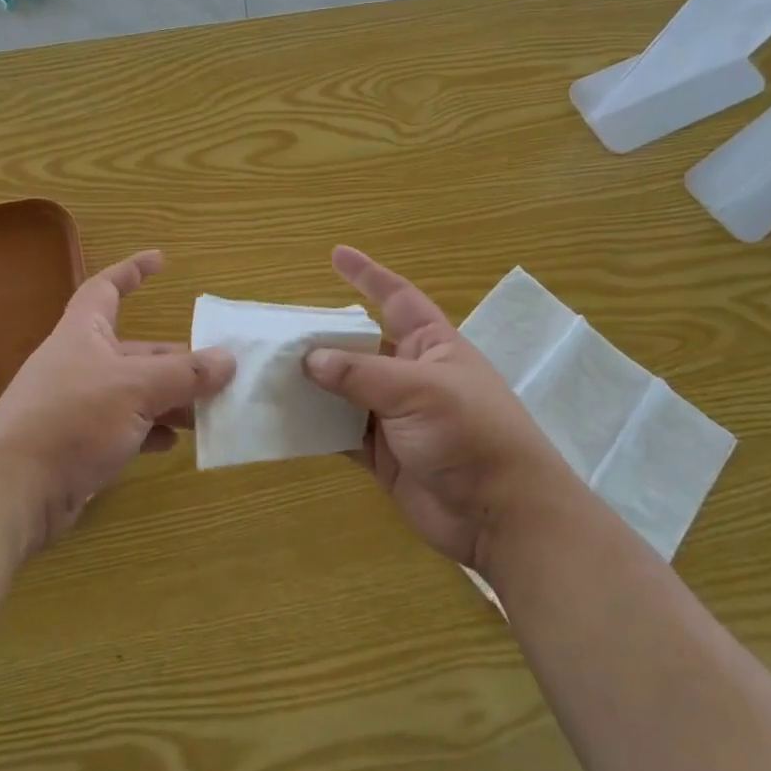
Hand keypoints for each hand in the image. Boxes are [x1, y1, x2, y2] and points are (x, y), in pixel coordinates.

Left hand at [0, 250, 233, 551]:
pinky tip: (173, 443)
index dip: (132, 270)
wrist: (13, 491)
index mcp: (85, 333)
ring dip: (170, 400)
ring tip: (207, 411)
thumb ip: (185, 374)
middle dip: (176, 360)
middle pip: (136, 350)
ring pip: (135, 392)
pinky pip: (125, 428)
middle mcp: (81, 363)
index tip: (162, 260)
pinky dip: (150, 431)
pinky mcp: (80, 443)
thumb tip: (229, 359)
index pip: (107, 288)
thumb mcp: (136, 389)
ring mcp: (79, 405)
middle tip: (217, 371)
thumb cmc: (73, 419)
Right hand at [303, 246, 570, 572]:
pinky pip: (342, 433)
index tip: (336, 255)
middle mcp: (411, 375)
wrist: (501, 515)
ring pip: (346, 391)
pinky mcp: (384, 455)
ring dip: (314, 385)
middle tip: (280, 332)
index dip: (368, 275)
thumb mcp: (417, 391)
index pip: (397, 298)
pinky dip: (317, 426)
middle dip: (325, 338)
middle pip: (360, 346)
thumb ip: (360, 373)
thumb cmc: (470, 433)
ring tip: (270, 373)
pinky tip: (285, 419)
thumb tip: (309, 358)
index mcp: (431, 346)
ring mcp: (396, 417)